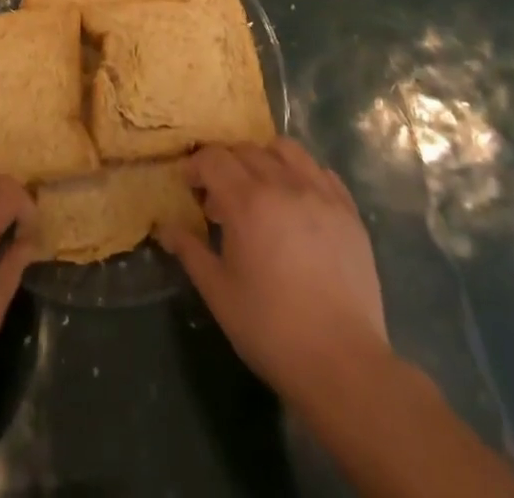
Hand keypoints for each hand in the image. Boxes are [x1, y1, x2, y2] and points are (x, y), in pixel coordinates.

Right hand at [159, 138, 387, 405]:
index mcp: (247, 202)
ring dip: (264, 159)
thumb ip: (190, 251)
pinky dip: (302, 174)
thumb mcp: (218, 292)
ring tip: (261, 190)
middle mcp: (284, 184)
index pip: (214, 158)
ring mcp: (320, 194)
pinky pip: (321, 171)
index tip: (190, 186)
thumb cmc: (271, 329)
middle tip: (220, 198)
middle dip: (226, 165)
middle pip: (246, 150)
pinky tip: (297, 202)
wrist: (343, 364)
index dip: (196, 166)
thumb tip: (165, 227)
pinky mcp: (348, 211)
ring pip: (286, 150)